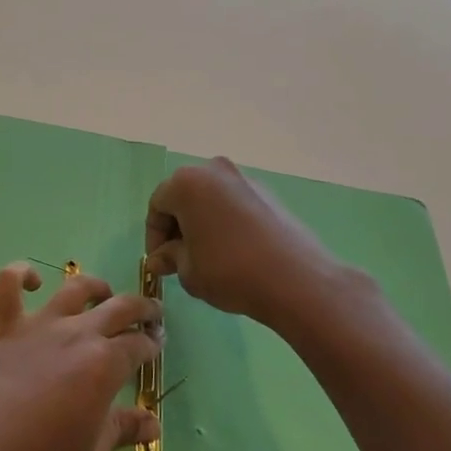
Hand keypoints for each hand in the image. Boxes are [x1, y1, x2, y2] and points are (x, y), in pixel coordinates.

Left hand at [0, 263, 160, 450]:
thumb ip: (121, 433)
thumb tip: (153, 424)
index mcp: (104, 366)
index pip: (139, 346)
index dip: (152, 345)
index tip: (156, 347)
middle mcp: (76, 334)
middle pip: (119, 307)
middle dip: (142, 308)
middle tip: (149, 314)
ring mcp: (37, 324)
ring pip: (74, 288)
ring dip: (95, 286)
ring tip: (103, 293)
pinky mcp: (1, 324)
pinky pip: (9, 282)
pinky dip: (21, 274)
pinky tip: (32, 281)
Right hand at [146, 158, 369, 330]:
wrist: (296, 279)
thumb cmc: (229, 270)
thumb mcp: (188, 271)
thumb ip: (169, 258)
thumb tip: (160, 259)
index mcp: (186, 183)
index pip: (157, 205)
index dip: (154, 236)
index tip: (161, 263)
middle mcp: (214, 170)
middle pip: (184, 196)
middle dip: (178, 226)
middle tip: (180, 259)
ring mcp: (244, 178)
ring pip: (211, 199)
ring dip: (202, 223)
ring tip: (208, 256)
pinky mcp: (268, 193)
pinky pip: (234, 204)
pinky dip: (226, 222)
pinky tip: (234, 251)